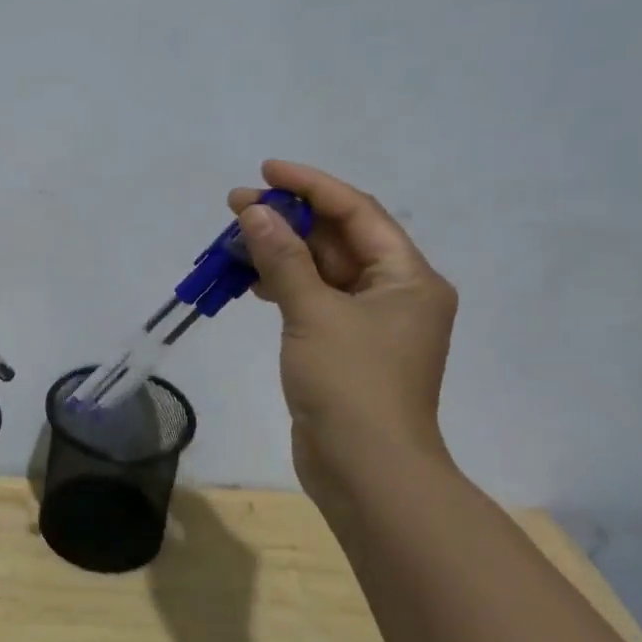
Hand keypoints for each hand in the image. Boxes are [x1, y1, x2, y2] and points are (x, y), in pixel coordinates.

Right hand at [229, 160, 456, 500]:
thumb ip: (284, 259)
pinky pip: (314, 301)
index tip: (266, 170)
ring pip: (322, 271)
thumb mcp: (313, 313)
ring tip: (234, 241)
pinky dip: (284, 287)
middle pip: (339, 239)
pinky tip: (252, 282)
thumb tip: (256, 212)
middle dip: (289, 219)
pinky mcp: (345, 349)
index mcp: (407, 277)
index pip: (358, 212)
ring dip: (281, 253)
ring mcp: (371, 324)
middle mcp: (395, 294)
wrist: (367, 471)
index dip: (312, 185)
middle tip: (236, 206)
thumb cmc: (351, 384)